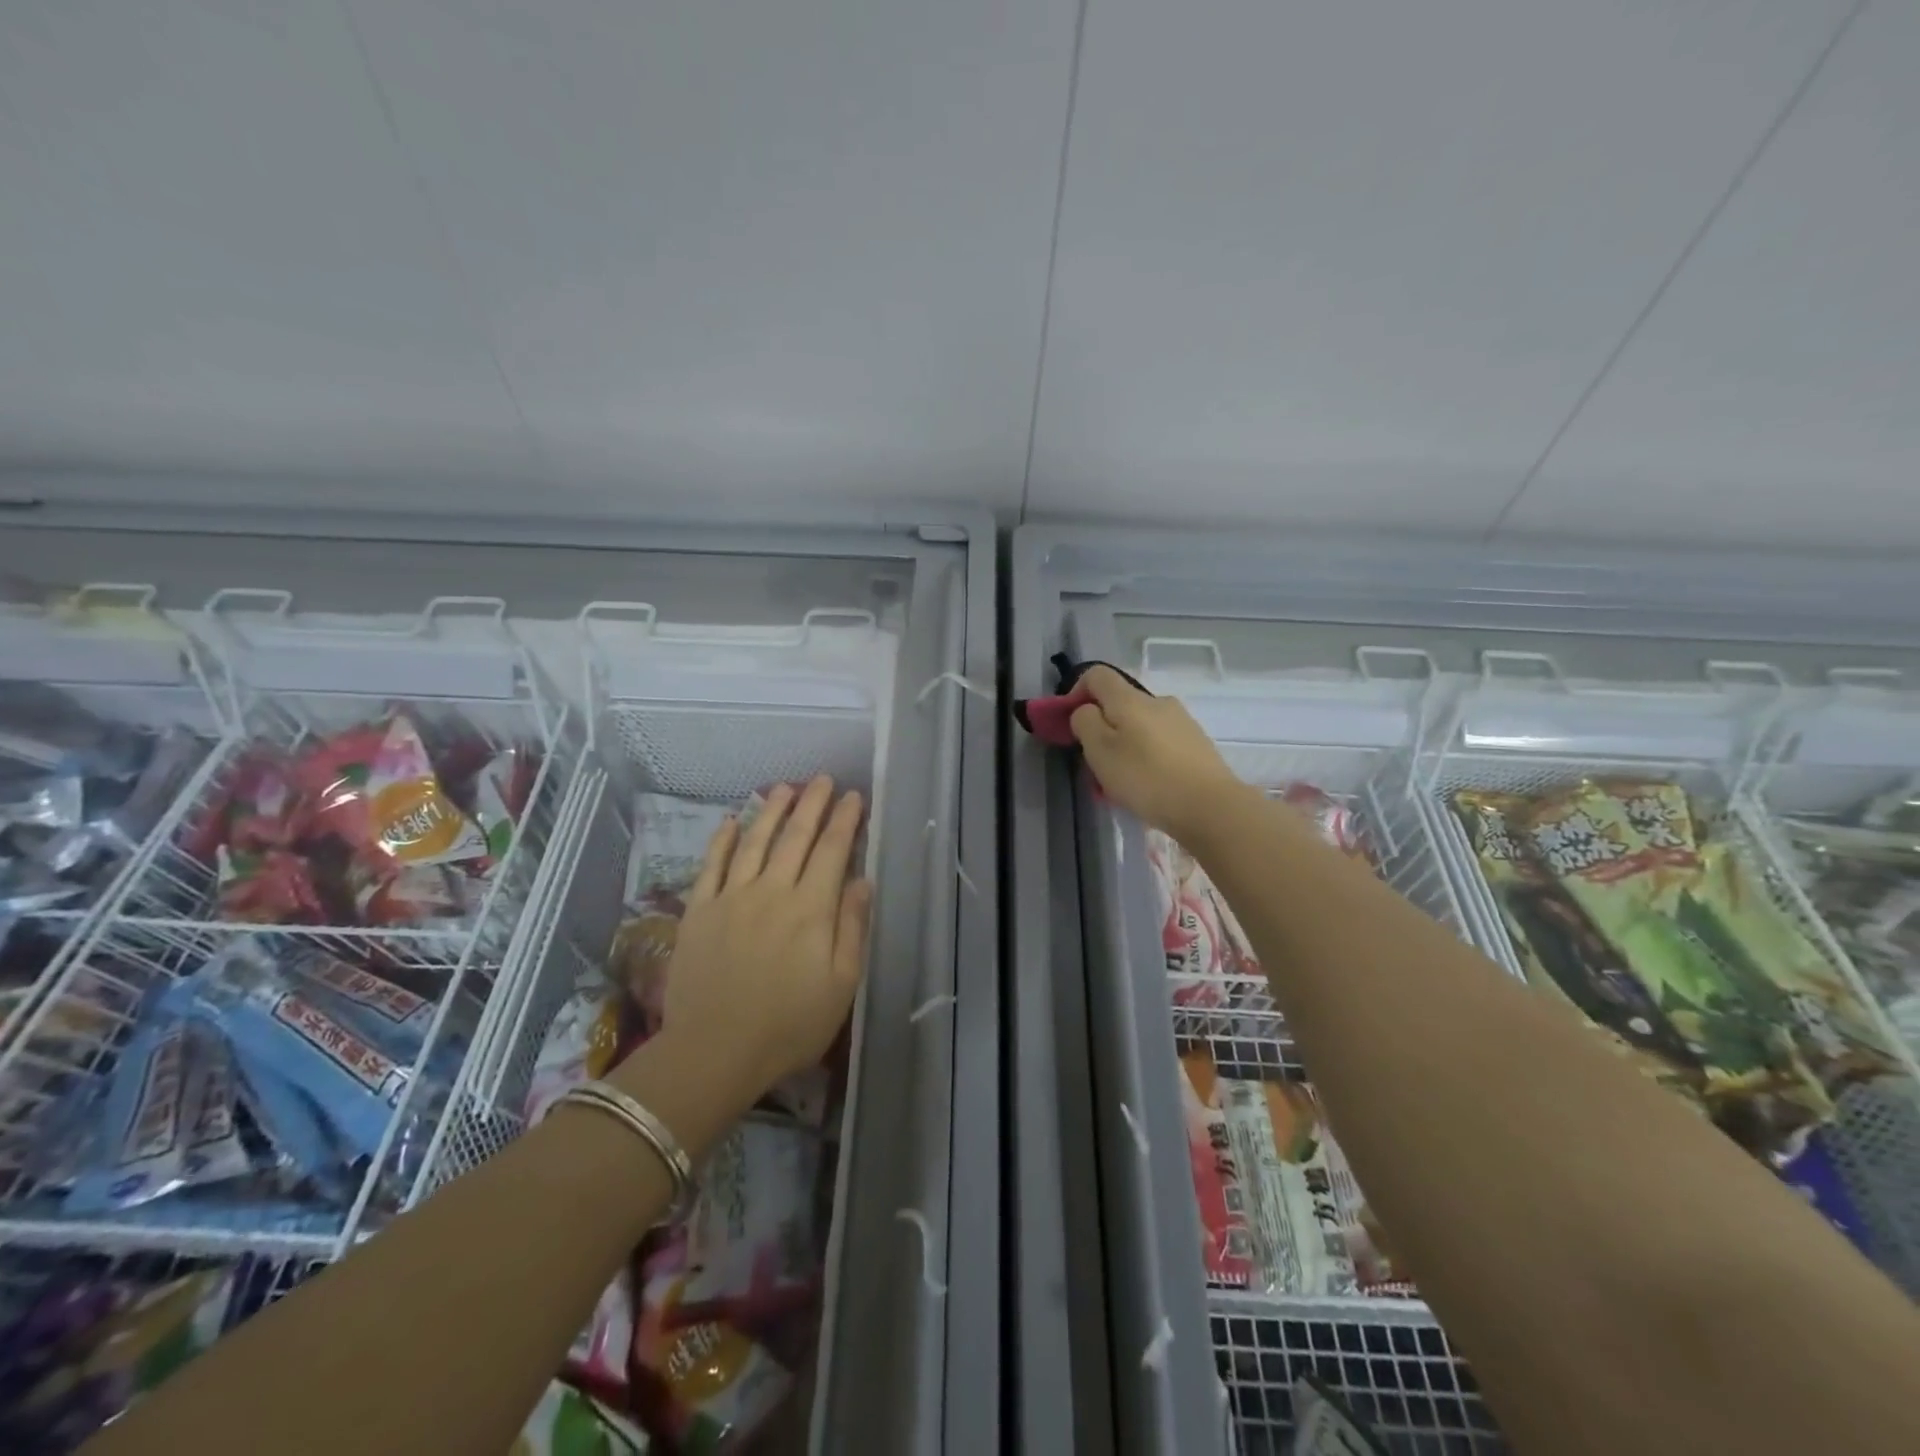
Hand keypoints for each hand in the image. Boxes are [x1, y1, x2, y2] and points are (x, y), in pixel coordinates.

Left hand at [659, 776, 871, 1093]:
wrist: (714, 1052)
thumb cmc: (789, 1025)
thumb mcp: (840, 984)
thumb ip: (852, 928)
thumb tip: (861, 881)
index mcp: (810, 909)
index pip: (831, 851)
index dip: (844, 820)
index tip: (853, 797)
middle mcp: (771, 891)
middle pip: (795, 837)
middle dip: (812, 804)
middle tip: (822, 779)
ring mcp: (730, 898)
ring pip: (754, 842)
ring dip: (771, 811)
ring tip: (783, 788)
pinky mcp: (699, 911)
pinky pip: (710, 865)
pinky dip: (721, 840)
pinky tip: (730, 821)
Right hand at [1069, 665, 1248, 839]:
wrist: (1211, 807)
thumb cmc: (1146, 778)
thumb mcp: (1100, 751)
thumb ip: (1085, 723)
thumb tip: (1086, 710)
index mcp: (1130, 699)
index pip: (1097, 675)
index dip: (1076, 691)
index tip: (1070, 723)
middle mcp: (1158, 701)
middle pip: (1120, 702)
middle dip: (1102, 726)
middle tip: (1095, 761)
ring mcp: (1182, 722)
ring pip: (1141, 725)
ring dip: (1125, 744)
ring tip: (1122, 779)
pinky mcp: (1197, 744)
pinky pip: (1160, 742)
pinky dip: (1147, 756)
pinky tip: (1149, 785)